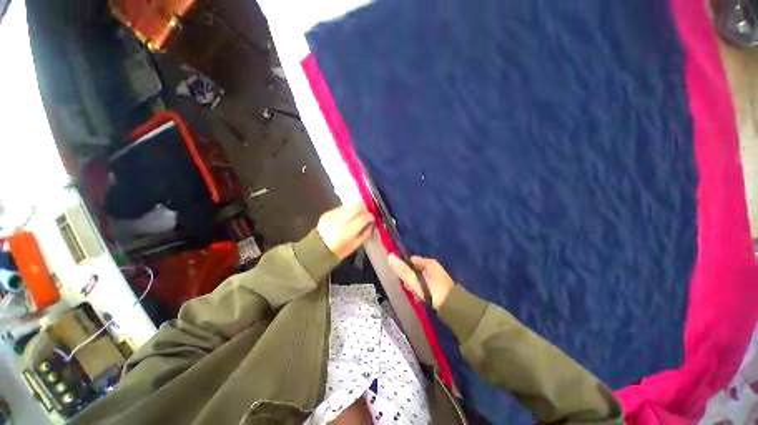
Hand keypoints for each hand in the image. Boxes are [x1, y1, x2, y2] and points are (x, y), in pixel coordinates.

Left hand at [316, 203, 374, 259]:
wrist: (317, 249)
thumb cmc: (339, 251)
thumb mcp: (355, 245)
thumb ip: (365, 233)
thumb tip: (371, 223)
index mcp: (347, 232)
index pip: (362, 218)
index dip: (370, 216)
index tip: (372, 218)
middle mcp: (339, 220)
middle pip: (356, 207)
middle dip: (364, 209)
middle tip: (366, 215)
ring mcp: (332, 215)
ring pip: (349, 205)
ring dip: (356, 209)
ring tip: (357, 215)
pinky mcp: (327, 212)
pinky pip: (342, 208)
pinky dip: (347, 211)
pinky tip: (347, 217)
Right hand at [387, 254, 455, 309]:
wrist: (453, 308)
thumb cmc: (433, 291)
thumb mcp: (416, 281)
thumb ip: (402, 270)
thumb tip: (389, 256)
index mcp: (429, 262)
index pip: (411, 260)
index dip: (405, 269)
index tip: (404, 280)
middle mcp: (433, 267)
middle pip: (414, 270)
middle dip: (410, 280)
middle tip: (412, 289)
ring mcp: (436, 276)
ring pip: (419, 278)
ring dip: (415, 286)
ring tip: (417, 296)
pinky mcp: (438, 286)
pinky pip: (425, 284)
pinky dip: (421, 290)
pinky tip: (422, 298)